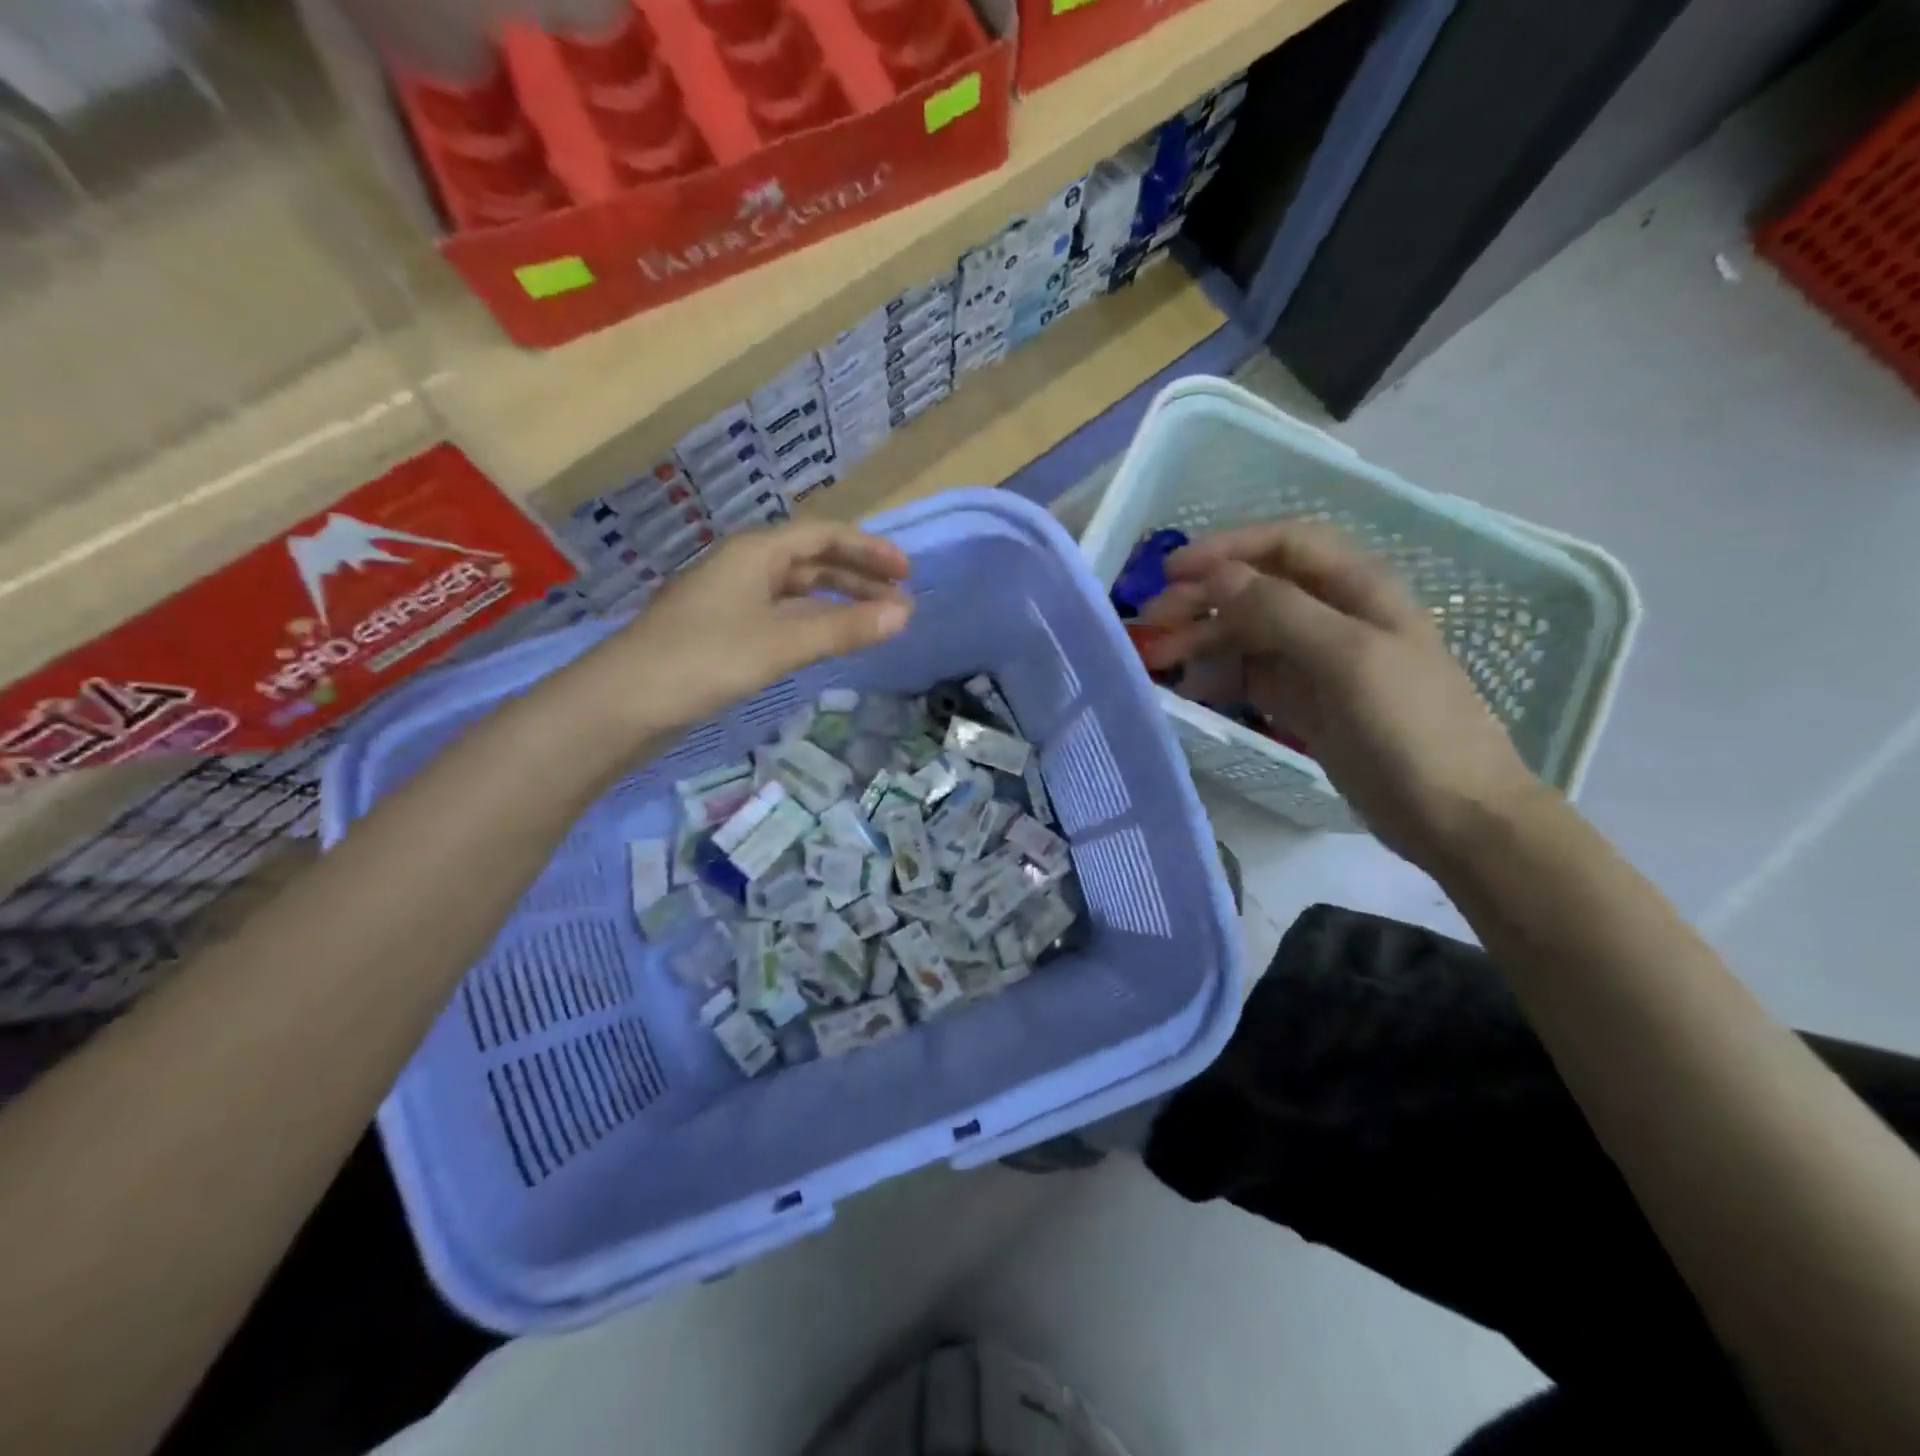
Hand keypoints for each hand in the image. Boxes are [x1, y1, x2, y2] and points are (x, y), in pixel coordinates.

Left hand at [574, 521, 911, 733]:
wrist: (622, 703)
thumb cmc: (703, 659)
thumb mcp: (780, 643)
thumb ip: (843, 628)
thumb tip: (904, 614)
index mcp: (756, 553)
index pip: (824, 536)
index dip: (869, 550)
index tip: (907, 573)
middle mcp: (744, 568)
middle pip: (812, 562)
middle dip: (858, 580)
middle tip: (900, 604)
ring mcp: (730, 602)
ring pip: (796, 593)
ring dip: (837, 605)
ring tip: (874, 625)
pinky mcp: (722, 634)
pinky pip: (780, 619)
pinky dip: (811, 626)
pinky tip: (827, 643)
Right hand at [1137, 522, 1544, 866]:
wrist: (1453, 815)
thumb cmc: (1409, 726)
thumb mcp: (1347, 657)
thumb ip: (1280, 610)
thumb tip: (1216, 577)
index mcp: (1358, 588)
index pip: (1284, 545)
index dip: (1228, 548)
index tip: (1172, 571)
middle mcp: (1334, 616)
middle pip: (1257, 589)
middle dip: (1203, 598)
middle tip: (1152, 623)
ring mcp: (1317, 662)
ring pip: (1247, 633)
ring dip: (1203, 638)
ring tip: (1159, 659)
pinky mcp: (1303, 702)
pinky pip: (1250, 675)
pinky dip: (1219, 675)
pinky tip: (1192, 688)